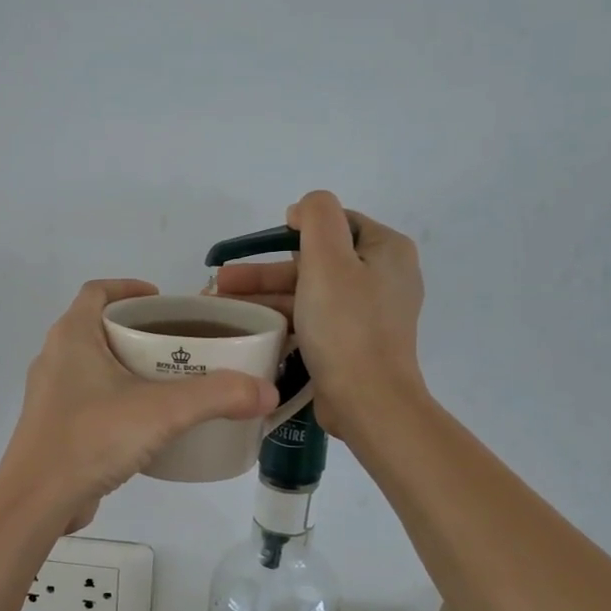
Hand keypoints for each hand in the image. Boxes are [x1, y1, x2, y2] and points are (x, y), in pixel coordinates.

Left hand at [0, 279, 281, 533]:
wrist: (36, 501)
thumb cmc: (92, 438)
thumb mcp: (163, 411)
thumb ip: (217, 396)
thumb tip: (266, 391)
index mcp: (72, 336)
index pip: (98, 291)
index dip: (130, 287)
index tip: (164, 300)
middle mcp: (55, 358)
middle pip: (99, 327)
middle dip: (139, 330)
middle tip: (180, 343)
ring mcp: (51, 395)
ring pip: (95, 365)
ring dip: (129, 366)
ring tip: (171, 381)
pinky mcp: (54, 427)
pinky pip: (90, 398)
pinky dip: (118, 398)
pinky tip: (147, 422)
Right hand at [211, 191, 425, 439]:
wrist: (368, 400)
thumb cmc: (346, 325)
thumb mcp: (328, 259)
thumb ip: (317, 217)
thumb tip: (304, 209)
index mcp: (387, 250)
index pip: (338, 222)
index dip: (298, 227)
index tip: (264, 242)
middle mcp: (384, 277)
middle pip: (317, 260)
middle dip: (267, 269)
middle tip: (225, 278)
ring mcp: (369, 313)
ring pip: (310, 291)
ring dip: (267, 293)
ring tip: (223, 302)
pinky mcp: (354, 342)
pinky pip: (314, 318)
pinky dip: (283, 317)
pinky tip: (251, 324)